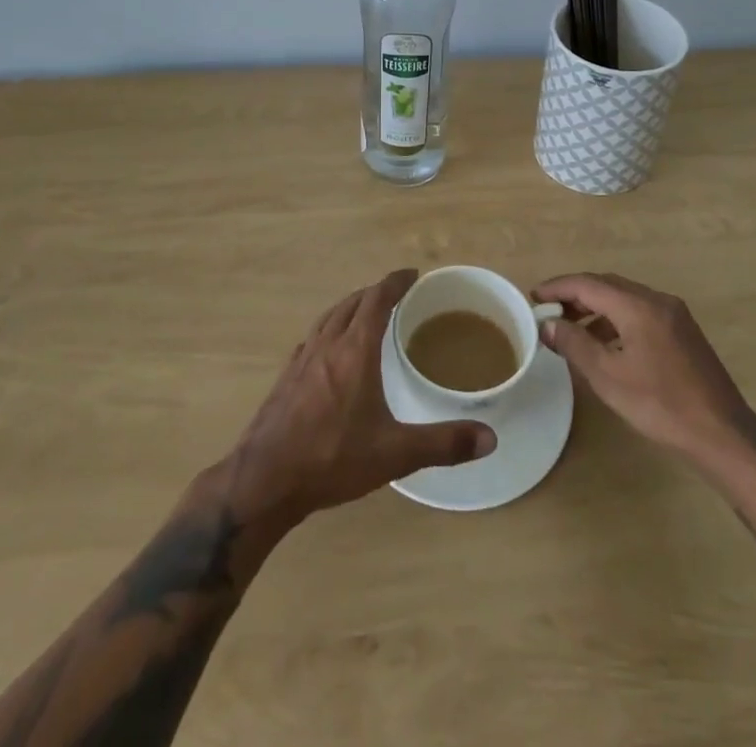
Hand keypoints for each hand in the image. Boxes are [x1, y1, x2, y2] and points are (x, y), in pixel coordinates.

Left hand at [224, 270, 495, 523]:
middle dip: (375, 292)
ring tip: (366, 313)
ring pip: (329, 316)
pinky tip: (331, 349)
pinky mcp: (286, 377)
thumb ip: (443, 443)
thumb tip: (490, 438)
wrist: (265, 479)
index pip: (377, 299)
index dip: (395, 282)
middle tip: (396, 295)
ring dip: (350, 306)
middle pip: (352, 302)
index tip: (412, 274)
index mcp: (355, 349)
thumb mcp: (395, 453)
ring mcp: (302, 358)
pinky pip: (313, 337)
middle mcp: (328, 344)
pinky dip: (330, 329)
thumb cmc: (332, 458)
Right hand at [534, 272, 755, 467]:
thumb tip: (548, 324)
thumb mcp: (608, 377)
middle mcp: (657, 300)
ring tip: (571, 329)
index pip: (588, 284)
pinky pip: (640, 312)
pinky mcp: (683, 331)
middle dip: (575, 295)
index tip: (533, 296)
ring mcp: (674, 314)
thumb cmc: (660, 405)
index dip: (558, 287)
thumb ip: (574, 344)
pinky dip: (616, 318)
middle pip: (607, 285)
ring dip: (595, 307)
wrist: (722, 434)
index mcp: (638, 306)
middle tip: (548, 311)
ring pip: (625, 298)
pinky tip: (605, 343)